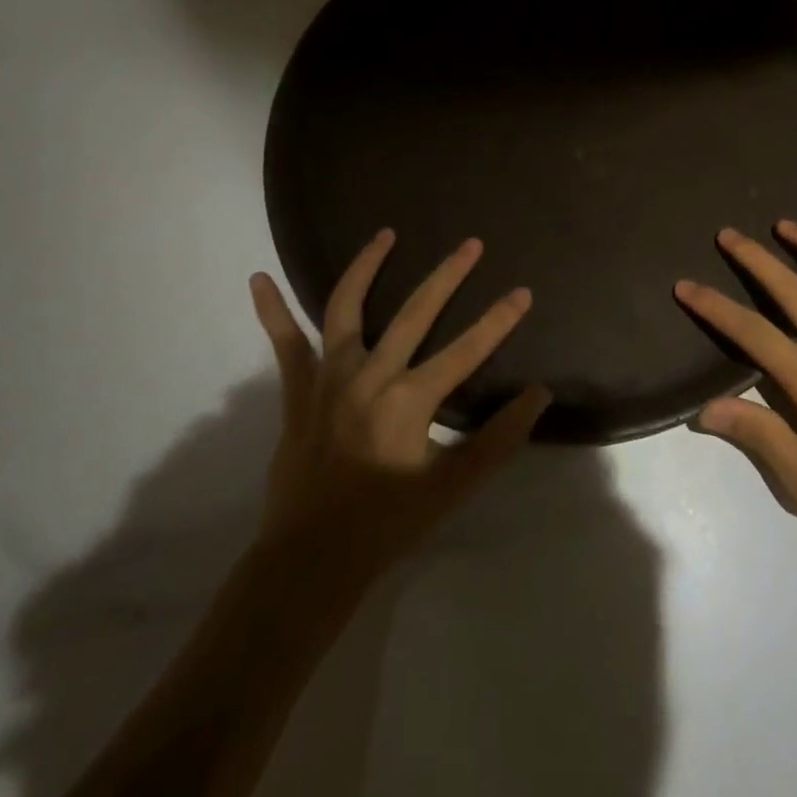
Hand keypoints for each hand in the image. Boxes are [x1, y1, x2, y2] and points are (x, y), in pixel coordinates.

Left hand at [249, 229, 549, 589]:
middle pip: (416, 312)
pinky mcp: (299, 391)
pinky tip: (257, 279)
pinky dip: (270, 311)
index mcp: (410, 399)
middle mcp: (370, 375)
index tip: (523, 292)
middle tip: (471, 244)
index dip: (499, 320)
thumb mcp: (454, 487)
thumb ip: (499, 439)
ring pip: (346, 308)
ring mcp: (330, 378)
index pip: (467, 349)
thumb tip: (539, 394)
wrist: (310, 561)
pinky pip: (283, 345)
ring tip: (385, 234)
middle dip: (447, 275)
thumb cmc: (387, 524)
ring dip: (366, 267)